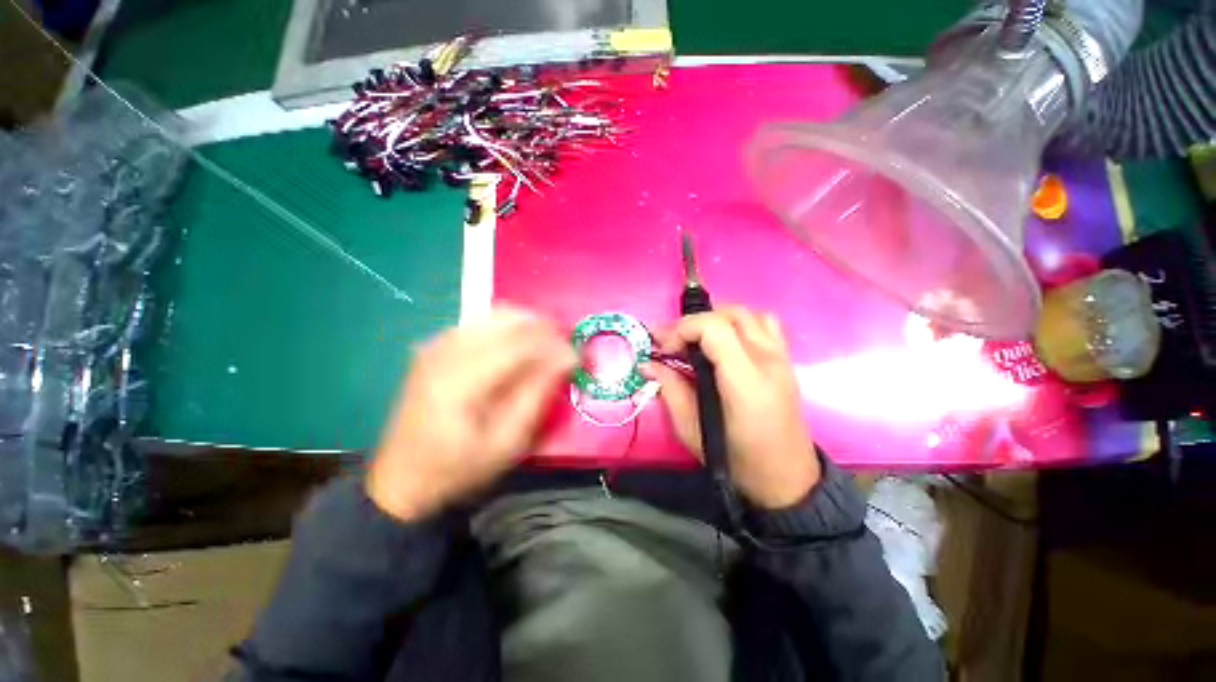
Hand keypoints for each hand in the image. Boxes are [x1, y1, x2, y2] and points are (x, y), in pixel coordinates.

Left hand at [367, 308, 576, 520]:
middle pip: (505, 319)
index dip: (553, 345)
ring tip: (548, 342)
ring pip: (492, 313)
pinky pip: (479, 321)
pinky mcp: (434, 346)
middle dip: (543, 327)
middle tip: (565, 345)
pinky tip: (519, 343)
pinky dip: (507, 325)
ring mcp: (436, 345)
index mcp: (460, 382)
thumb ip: (537, 394)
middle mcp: (445, 352)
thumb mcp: (507, 442)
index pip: (518, 345)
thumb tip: (567, 358)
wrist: (403, 478)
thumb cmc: (459, 467)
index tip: (577, 355)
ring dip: (527, 323)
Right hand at [643, 307, 819, 508]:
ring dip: (715, 319)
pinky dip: (739, 323)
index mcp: (745, 382)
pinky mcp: (785, 360)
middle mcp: (767, 361)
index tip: (661, 347)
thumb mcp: (692, 430)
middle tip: (670, 343)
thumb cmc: (737, 460)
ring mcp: (781, 358)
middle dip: (693, 322)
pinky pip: (764, 323)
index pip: (714, 328)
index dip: (682, 329)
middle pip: (728, 315)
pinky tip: (724, 342)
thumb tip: (648, 364)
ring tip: (695, 339)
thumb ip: (670, 390)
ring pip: (747, 313)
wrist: (786, 478)